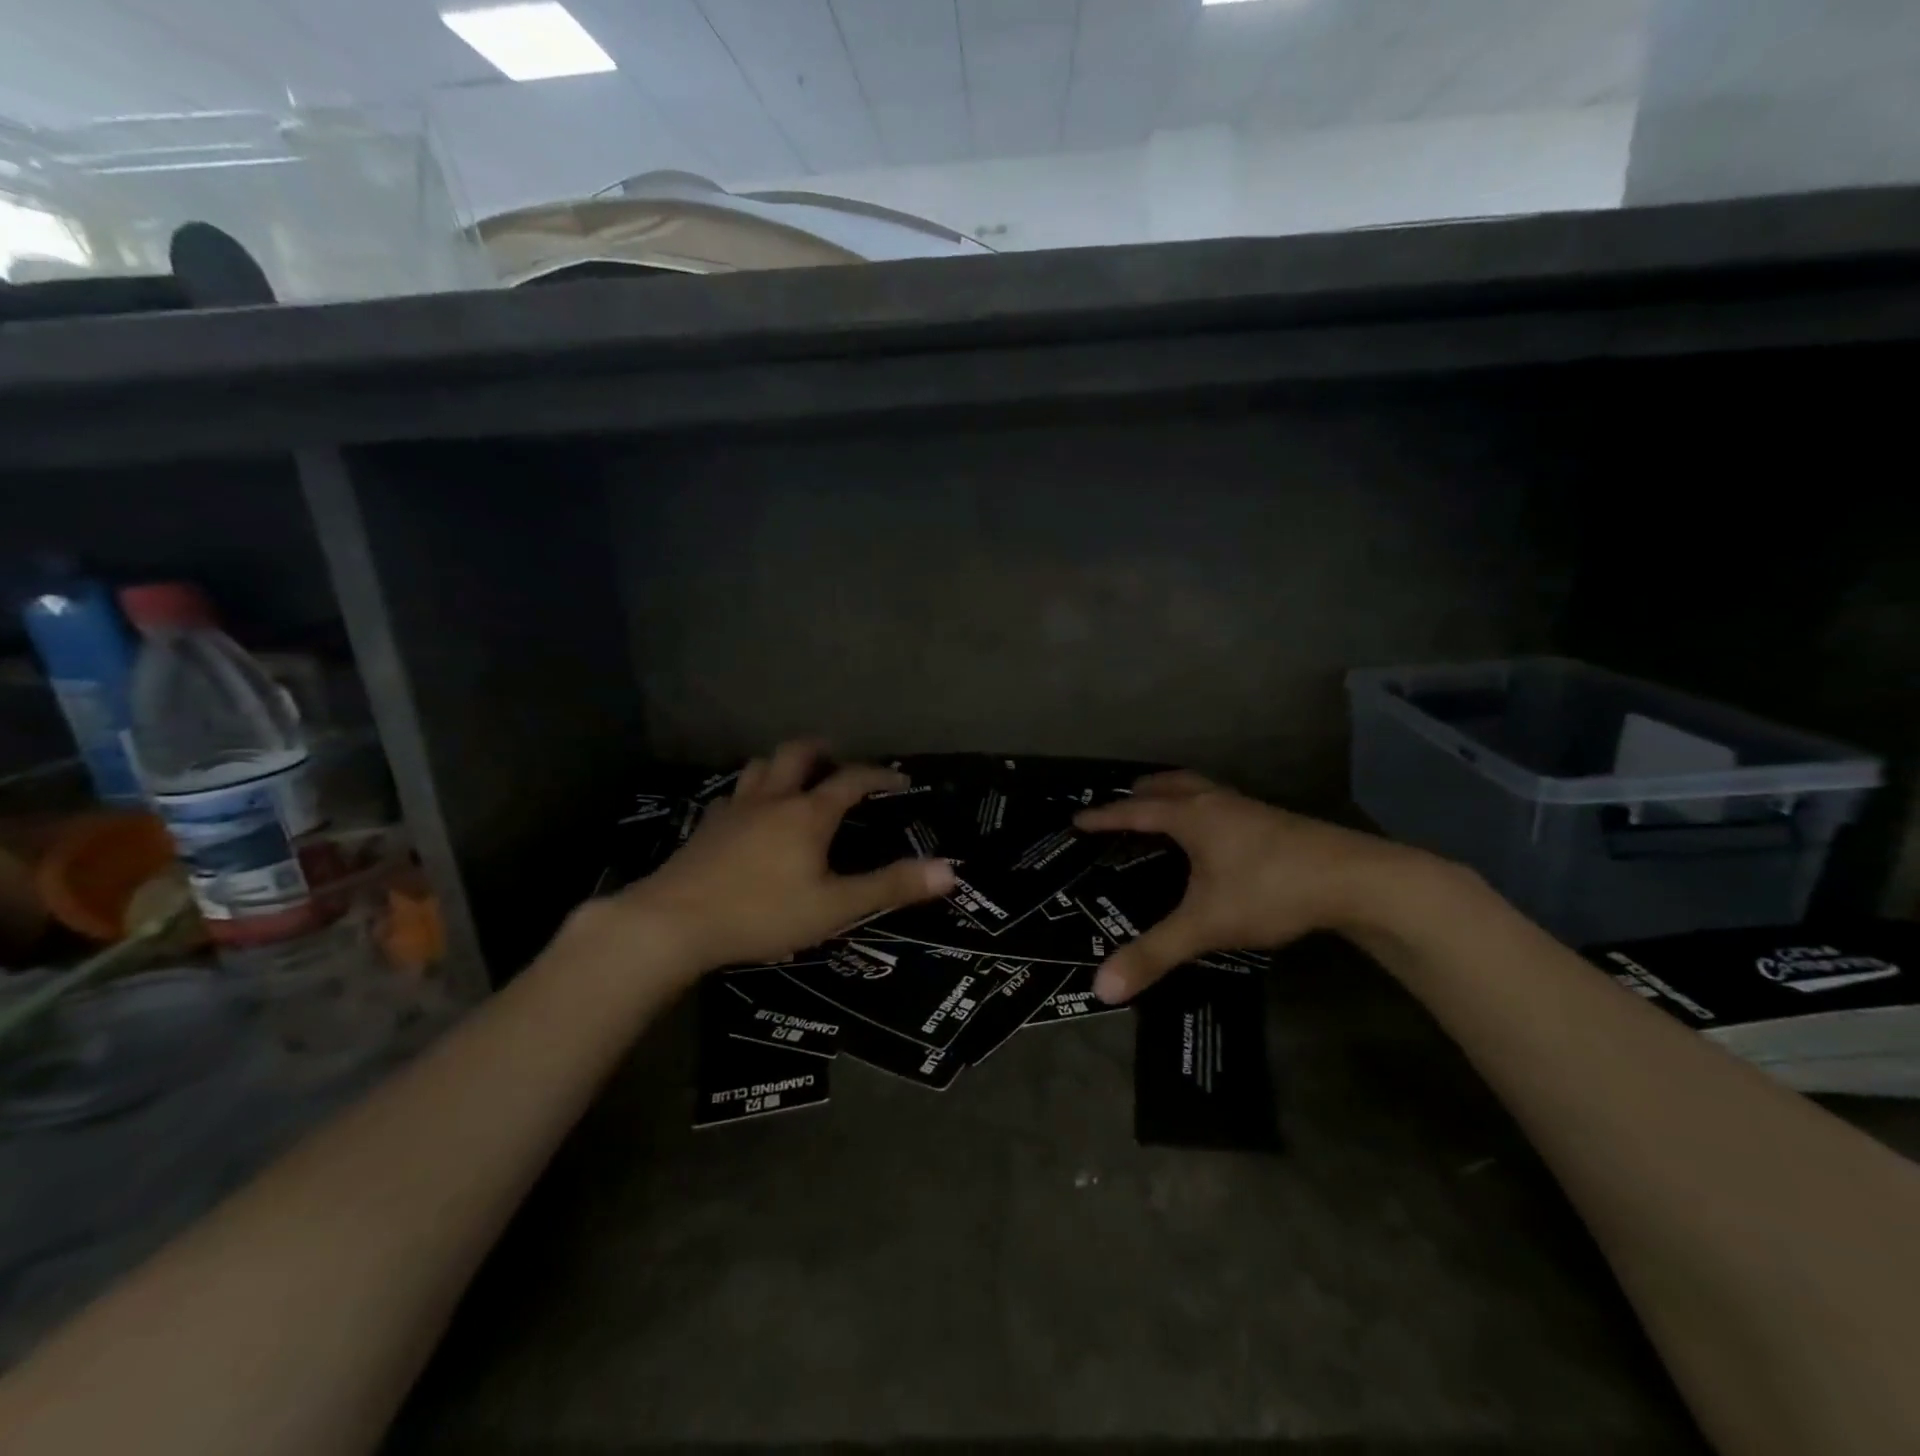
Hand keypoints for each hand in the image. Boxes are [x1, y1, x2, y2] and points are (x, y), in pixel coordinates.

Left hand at [613, 739, 955, 969]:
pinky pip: (735, 794)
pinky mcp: (707, 826)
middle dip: (823, 751)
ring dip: (784, 764)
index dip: (879, 775)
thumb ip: (890, 886)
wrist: (673, 922)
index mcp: (808, 813)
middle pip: (798, 753)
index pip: (851, 779)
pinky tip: (750, 815)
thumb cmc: (762, 914)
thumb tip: (950, 871)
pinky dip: (752, 792)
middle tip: (838, 761)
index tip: (899, 779)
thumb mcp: (835, 906)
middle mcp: (772, 799)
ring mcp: (734, 809)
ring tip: (796, 780)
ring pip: (761, 766)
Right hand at [1073, 772, 1420, 1003]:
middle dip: (1141, 792)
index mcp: (1192, 816)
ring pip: (1201, 790)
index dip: (1104, 817)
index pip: (1136, 811)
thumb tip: (1100, 988)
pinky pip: (1223, 804)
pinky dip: (1203, 809)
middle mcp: (1217, 803)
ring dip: (1175, 795)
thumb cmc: (1271, 890)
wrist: (1358, 880)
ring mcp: (1249, 809)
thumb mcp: (1206, 924)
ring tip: (1162, 811)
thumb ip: (1154, 954)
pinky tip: (1214, 836)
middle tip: (1121, 805)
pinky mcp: (1274, 823)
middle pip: (1171, 785)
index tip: (1077, 819)